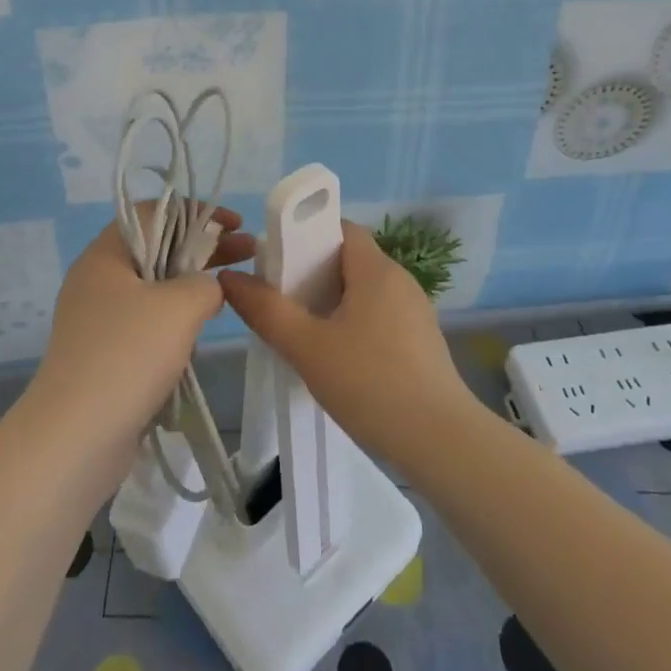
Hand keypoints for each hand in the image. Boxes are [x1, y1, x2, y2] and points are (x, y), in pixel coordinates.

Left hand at [28, 206, 253, 452]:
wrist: (76, 438)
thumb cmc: (127, 354)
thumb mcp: (179, 305)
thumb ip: (205, 283)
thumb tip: (208, 288)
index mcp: (105, 254)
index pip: (154, 213)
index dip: (198, 213)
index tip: (235, 226)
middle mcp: (97, 280)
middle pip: (157, 249)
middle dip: (203, 250)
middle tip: (248, 255)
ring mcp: (98, 320)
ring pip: (154, 290)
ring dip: (191, 288)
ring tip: (230, 294)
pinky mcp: (104, 356)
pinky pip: (146, 325)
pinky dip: (174, 322)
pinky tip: (199, 336)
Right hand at [218, 220, 479, 473]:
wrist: (441, 441)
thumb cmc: (370, 383)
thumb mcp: (307, 347)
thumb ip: (266, 310)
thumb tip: (229, 277)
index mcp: (376, 269)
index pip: (341, 228)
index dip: (307, 236)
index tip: (278, 262)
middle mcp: (400, 281)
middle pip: (350, 260)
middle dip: (313, 274)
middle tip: (281, 301)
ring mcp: (415, 312)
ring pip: (364, 291)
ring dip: (333, 303)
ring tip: (303, 333)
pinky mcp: (421, 341)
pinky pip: (380, 316)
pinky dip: (354, 324)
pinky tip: (338, 359)